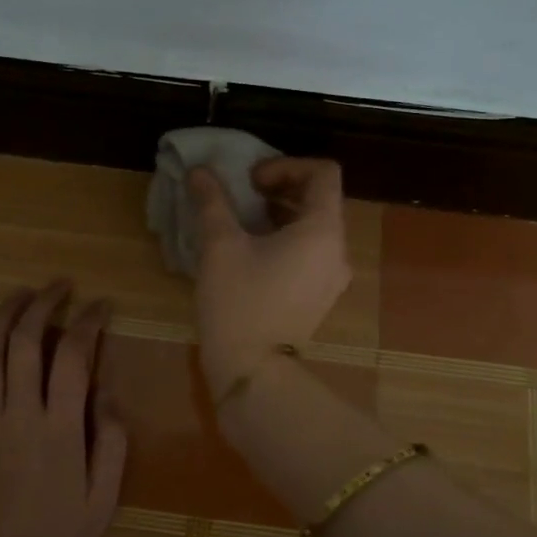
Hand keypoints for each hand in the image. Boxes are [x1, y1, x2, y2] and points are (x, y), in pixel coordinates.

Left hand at [0, 281, 127, 536]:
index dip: (89, 322)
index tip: (102, 305)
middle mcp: (20, 415)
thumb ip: (112, 443)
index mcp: (61, 429)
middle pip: (25, 341)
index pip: (74, 355)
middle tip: (61, 286)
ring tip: (22, 293)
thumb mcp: (103, 500)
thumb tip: (107, 394)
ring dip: (4, 315)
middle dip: (44, 304)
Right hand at [189, 158, 351, 390]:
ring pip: (314, 226)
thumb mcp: (221, 245)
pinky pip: (310, 252)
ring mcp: (332, 276)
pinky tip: (252, 250)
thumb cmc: (238, 301)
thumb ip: (213, 201)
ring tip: (243, 220)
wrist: (251, 371)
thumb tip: (199, 171)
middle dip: (281, 187)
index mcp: (323, 230)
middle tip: (243, 194)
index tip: (251, 180)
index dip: (287, 164)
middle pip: (320, 198)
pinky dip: (286, 238)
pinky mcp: (319, 296)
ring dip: (281, 212)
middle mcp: (337, 250)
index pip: (323, 173)